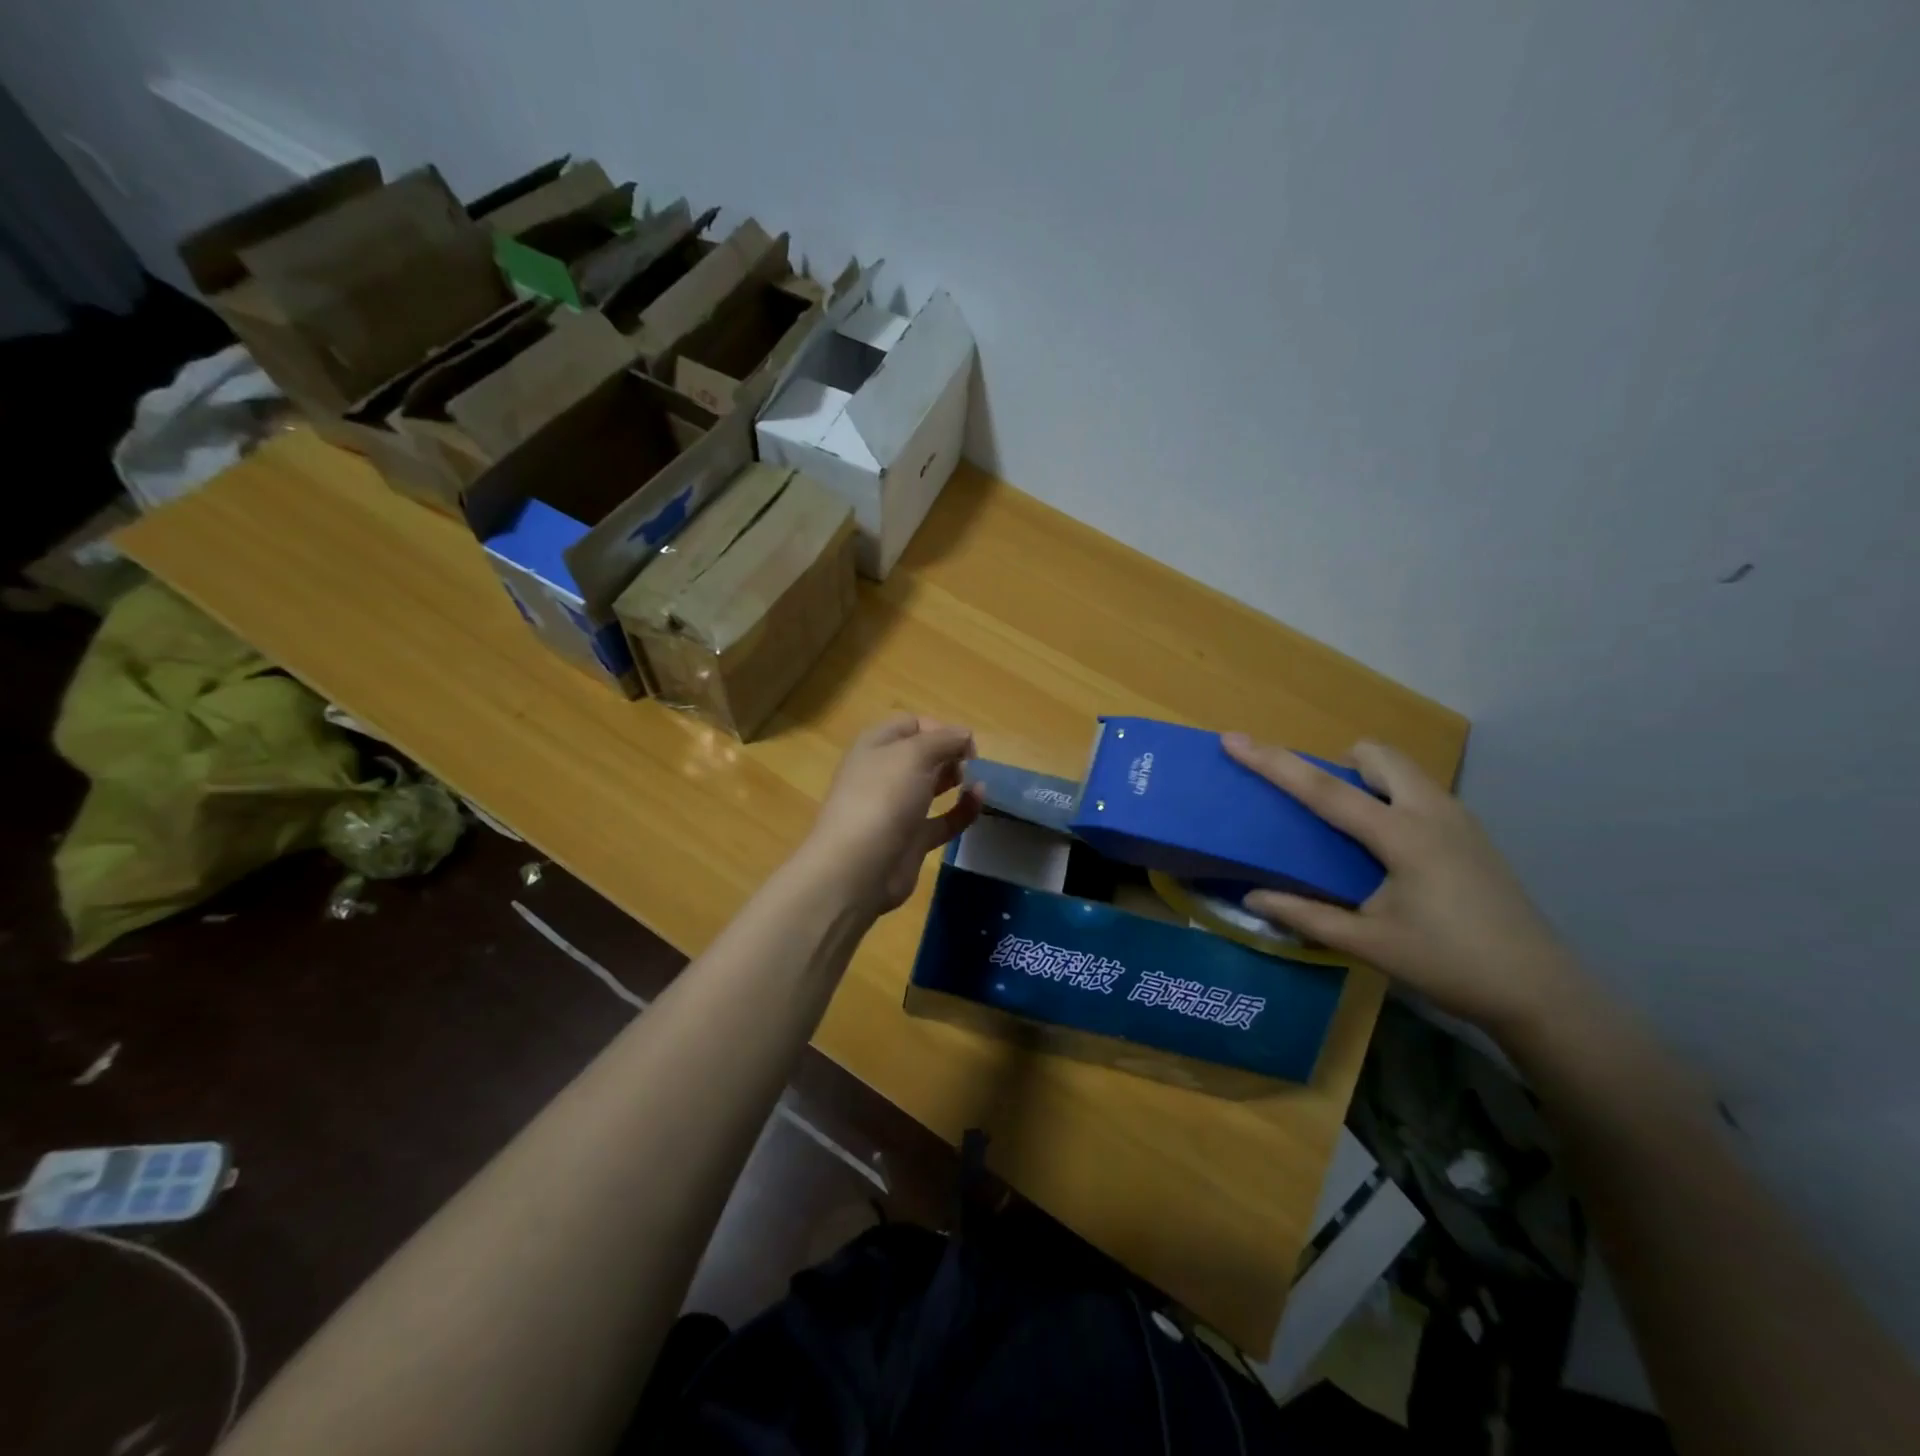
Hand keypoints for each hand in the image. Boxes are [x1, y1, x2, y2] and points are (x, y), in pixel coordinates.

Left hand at [802, 715, 984, 914]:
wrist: (857, 868)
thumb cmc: (882, 798)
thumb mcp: (914, 755)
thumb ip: (944, 740)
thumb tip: (965, 735)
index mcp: (875, 746)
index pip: (910, 725)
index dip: (938, 728)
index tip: (962, 742)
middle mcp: (884, 774)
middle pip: (922, 754)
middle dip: (950, 753)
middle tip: (970, 762)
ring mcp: (897, 808)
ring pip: (932, 786)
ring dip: (956, 778)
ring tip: (976, 778)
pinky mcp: (912, 839)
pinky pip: (943, 819)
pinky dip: (963, 809)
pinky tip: (980, 799)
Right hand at [1222, 734, 1583, 1036]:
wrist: (1543, 992)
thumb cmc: (1451, 965)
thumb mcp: (1369, 944)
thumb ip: (1306, 916)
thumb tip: (1252, 898)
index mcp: (1403, 835)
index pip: (1324, 789)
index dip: (1274, 763)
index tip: (1234, 739)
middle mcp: (1433, 812)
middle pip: (1376, 755)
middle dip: (1338, 763)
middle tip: (1319, 806)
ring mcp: (1459, 820)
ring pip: (1403, 769)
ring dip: (1367, 779)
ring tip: (1349, 828)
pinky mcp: (1472, 834)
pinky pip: (1419, 791)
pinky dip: (1391, 797)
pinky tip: (1387, 850)